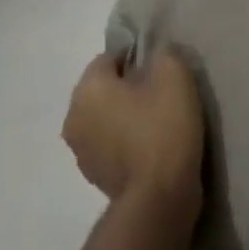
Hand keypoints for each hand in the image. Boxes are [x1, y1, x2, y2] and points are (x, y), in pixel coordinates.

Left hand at [63, 47, 205, 221]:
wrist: (159, 196)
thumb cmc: (163, 127)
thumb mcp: (175, 75)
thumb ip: (163, 53)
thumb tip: (156, 55)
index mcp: (87, 88)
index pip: (110, 57)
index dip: (138, 58)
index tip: (163, 70)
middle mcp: (73, 116)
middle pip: (104, 88)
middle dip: (129, 87)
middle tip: (163, 94)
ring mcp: (80, 151)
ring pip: (105, 117)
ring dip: (125, 115)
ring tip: (159, 122)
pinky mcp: (92, 176)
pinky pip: (109, 144)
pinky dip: (125, 140)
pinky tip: (151, 146)